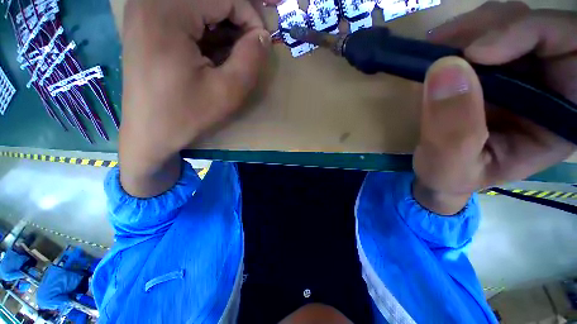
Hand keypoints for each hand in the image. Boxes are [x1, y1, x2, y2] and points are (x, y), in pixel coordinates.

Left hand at [119, 0, 275, 196]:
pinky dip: (208, 30)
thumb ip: (251, 59)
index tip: (262, 45)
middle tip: (252, 45)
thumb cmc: (187, 115)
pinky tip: (214, 53)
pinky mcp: (147, 23)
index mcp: (166, 11)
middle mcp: (150, 0)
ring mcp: (145, 10)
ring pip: (200, 6)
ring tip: (234, 53)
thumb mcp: (228, 92)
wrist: (150, 133)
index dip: (251, 16)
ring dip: (224, 26)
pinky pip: (187, 15)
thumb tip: (263, 36)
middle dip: (238, 19)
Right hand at [412, 2, 576, 214]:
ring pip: (512, 22)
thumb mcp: (448, 166)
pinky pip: (488, 33)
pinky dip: (462, 35)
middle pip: (541, 28)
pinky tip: (439, 50)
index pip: (574, 54)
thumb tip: (445, 70)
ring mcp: (522, 75)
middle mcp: (550, 89)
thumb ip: (452, 130)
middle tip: (443, 45)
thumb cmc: (448, 175)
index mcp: (559, 119)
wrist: (437, 171)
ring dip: (473, 29)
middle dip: (494, 28)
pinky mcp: (494, 71)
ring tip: (436, 48)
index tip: (475, 53)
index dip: (534, 35)